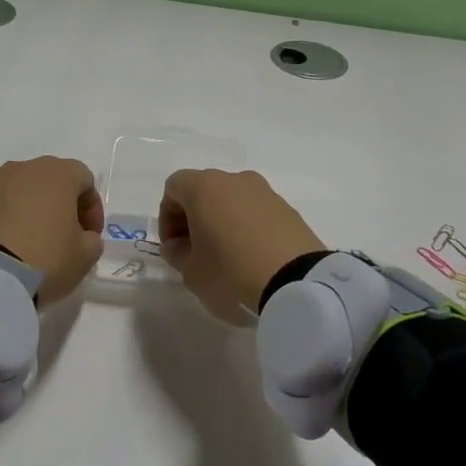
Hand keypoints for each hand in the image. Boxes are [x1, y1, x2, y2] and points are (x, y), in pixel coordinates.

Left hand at [0, 157, 104, 304]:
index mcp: (57, 174)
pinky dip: (6, 223)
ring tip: (32, 245)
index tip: (90, 236)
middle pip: (50, 181)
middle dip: (61, 206)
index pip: (84, 179)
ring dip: (31, 212)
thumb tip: (82, 237)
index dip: (92, 208)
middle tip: (64, 238)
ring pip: (21, 193)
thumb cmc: (45, 257)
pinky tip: (7, 249)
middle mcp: (24, 169)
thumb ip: (91, 241)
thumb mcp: (84, 256)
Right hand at [157, 169, 324, 322]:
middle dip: (194, 218)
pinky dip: (248, 228)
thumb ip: (178, 253)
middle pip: (205, 190)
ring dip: (222, 222)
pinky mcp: (290, 210)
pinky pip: (257, 213)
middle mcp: (236, 181)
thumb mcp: (191, 272)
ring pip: (233, 200)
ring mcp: (267, 193)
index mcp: (206, 188)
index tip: (175, 247)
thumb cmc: (232, 274)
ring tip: (226, 257)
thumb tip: (181, 244)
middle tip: (195, 252)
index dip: (167, 217)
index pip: (174, 188)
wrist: (298, 285)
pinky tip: (252, 258)